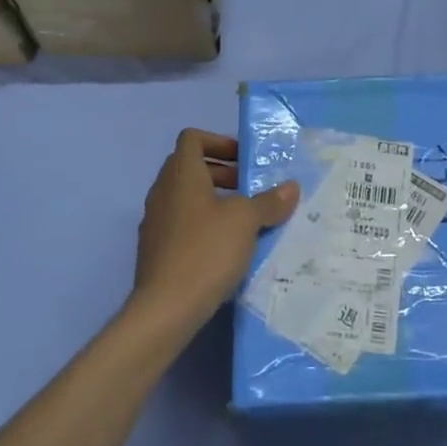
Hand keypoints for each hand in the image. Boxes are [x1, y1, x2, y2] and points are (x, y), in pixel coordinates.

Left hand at [126, 129, 298, 340]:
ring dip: (214, 201)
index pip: (192, 138)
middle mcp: (162, 192)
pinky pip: (181, 224)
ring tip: (243, 221)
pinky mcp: (155, 249)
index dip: (219, 141)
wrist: (166, 307)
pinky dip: (203, 225)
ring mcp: (155, 222)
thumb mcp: (246, 222)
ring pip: (186, 197)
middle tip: (249, 190)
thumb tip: (291, 188)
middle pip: (190, 167)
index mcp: (181, 175)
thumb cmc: (207, 251)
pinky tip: (225, 249)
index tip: (244, 161)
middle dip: (222, 173)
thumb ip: (269, 202)